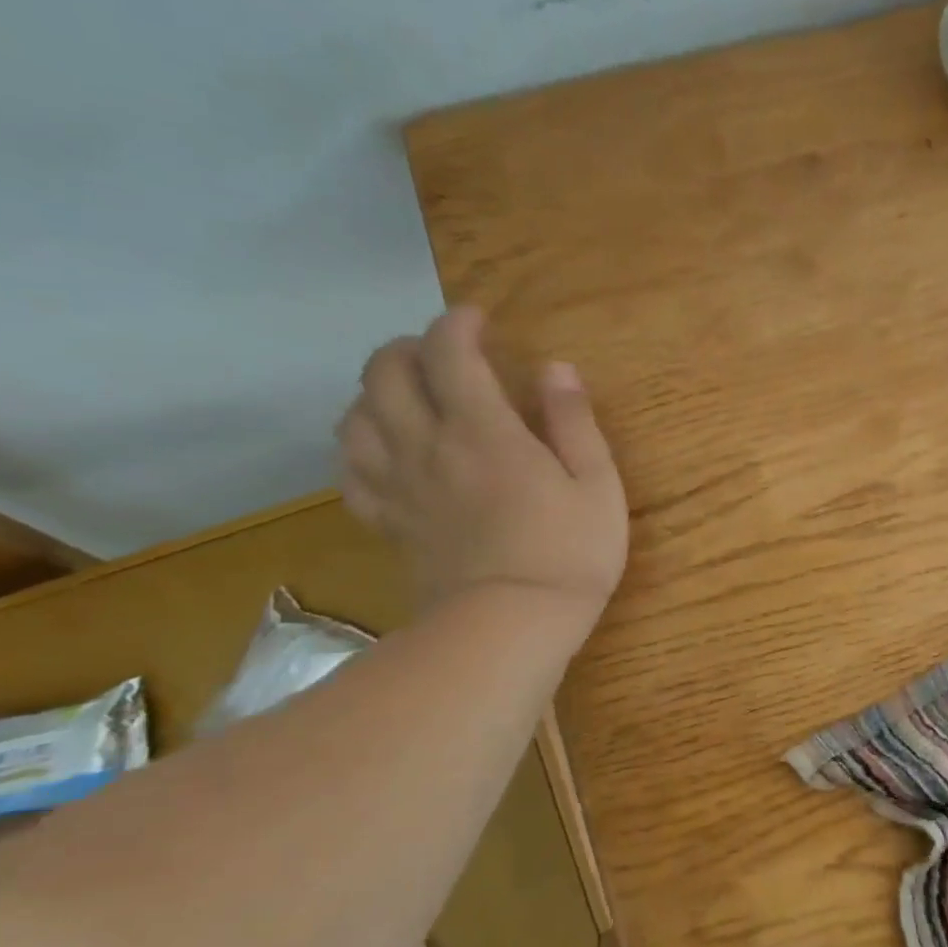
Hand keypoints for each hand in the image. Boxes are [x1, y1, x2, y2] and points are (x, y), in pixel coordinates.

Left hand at [336, 307, 627, 632]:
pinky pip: (350, 472)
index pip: (449, 352)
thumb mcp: (597, 484)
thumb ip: (574, 422)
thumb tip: (556, 369)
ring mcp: (401, 486)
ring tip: (406, 396)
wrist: (511, 626)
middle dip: (407, 348)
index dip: (458, 324)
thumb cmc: (569, 553)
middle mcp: (428, 446)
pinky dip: (358, 448)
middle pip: (384, 374)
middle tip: (440, 354)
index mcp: (483, 431)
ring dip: (374, 392)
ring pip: (355, 417)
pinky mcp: (390, 522)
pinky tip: (382, 450)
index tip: (479, 320)